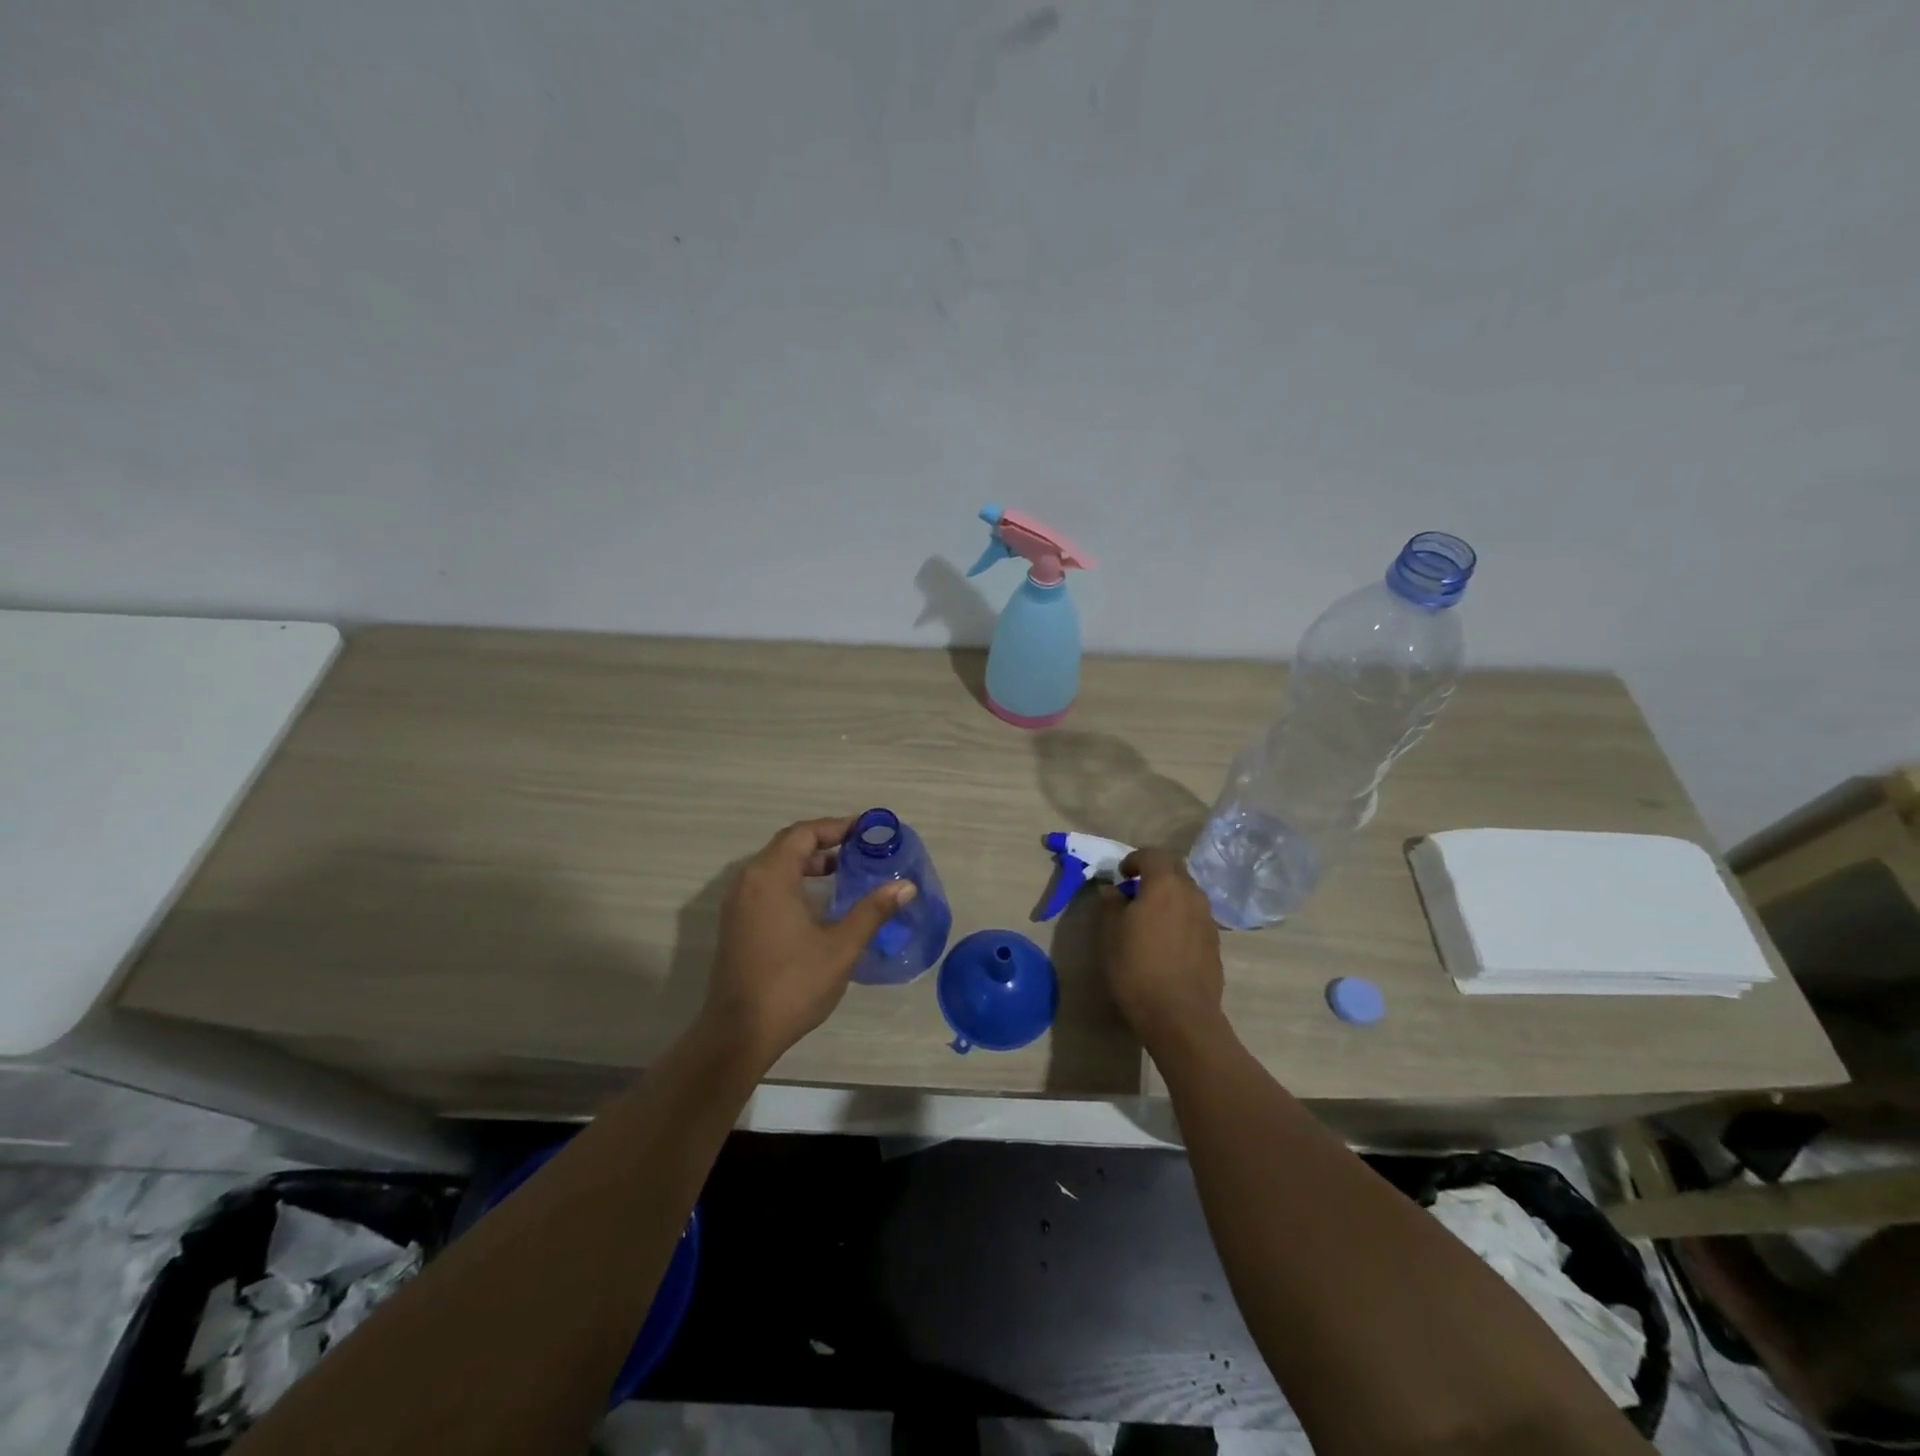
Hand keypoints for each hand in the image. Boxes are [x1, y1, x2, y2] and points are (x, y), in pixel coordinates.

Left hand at [702, 816, 915, 1066]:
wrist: (739, 1034)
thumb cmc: (793, 984)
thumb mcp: (841, 946)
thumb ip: (873, 911)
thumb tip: (906, 887)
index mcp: (771, 876)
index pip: (804, 834)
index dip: (837, 826)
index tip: (867, 829)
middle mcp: (748, 881)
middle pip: (787, 845)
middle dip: (824, 842)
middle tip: (859, 848)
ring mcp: (737, 904)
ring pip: (775, 866)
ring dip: (807, 863)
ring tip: (842, 872)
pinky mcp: (735, 924)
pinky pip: (766, 886)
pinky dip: (793, 881)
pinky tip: (817, 903)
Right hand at [1100, 847, 1224, 1047]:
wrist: (1180, 1016)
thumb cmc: (1137, 968)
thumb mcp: (1111, 934)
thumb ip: (1112, 904)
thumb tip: (1113, 890)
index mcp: (1165, 885)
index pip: (1153, 854)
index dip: (1135, 859)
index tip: (1121, 875)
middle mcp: (1192, 894)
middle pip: (1175, 870)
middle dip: (1154, 874)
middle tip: (1134, 892)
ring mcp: (1208, 918)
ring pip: (1188, 893)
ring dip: (1169, 896)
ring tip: (1149, 917)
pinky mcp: (1215, 942)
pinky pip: (1195, 916)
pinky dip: (1180, 917)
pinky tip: (1166, 941)